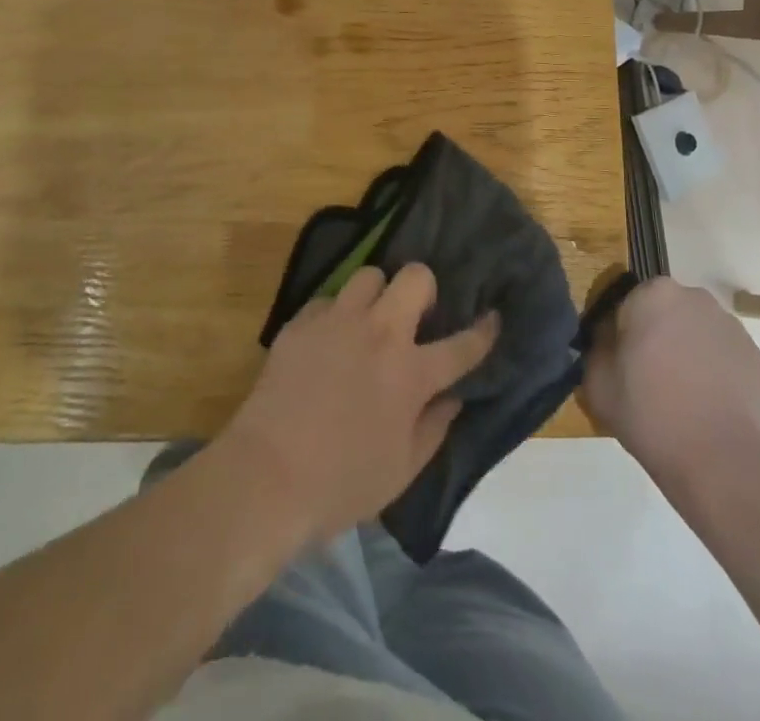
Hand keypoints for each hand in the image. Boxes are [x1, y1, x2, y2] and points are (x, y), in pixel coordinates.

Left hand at [220, 263, 497, 545]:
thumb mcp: (401, 471)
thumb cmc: (341, 485)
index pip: (462, 345)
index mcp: (411, 374)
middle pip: (415, 278)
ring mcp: (338, 322)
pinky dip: (335, 315)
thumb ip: (434, 429)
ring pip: (370, 275)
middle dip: (424, 288)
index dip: (483, 331)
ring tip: (369, 320)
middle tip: (415, 315)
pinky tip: (328, 340)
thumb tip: (452, 399)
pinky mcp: (301, 323)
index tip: (493, 317)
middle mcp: (380, 334)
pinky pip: (328, 300)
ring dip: (377, 294)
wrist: (266, 477)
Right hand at [580, 278, 759, 484]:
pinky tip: (709, 408)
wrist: (721, 461)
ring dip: (689, 353)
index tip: (622, 365)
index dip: (622, 334)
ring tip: (683, 399)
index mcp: (654, 294)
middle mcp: (696, 298)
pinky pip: (725, 358)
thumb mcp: (596, 382)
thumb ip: (596, 348)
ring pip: (698, 333)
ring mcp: (732, 327)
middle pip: (667, 313)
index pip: (628, 304)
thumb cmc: (650, 413)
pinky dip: (716, 374)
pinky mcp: (757, 359)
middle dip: (658, 337)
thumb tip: (607, 340)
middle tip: (649, 380)